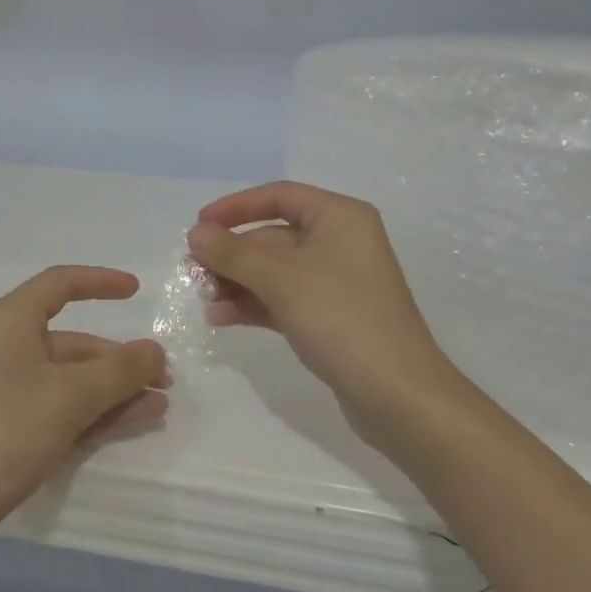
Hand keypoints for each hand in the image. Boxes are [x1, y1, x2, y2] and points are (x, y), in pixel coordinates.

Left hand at [0, 266, 168, 553]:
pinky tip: (129, 424)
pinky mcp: (0, 430)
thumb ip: (120, 370)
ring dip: (112, 390)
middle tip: (163, 380)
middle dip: (118, 359)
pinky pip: (54, 408)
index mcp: (8, 321)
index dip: (100, 282)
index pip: (60, 285)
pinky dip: (91, 413)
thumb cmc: (3, 433)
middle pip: (70, 341)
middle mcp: (1, 348)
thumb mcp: (70, 396)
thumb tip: (155, 351)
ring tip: (157, 406)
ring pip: (67, 380)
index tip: (137, 291)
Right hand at [188, 182, 454, 443]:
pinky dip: (254, 304)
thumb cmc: (341, 318)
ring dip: (237, 281)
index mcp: (339, 217)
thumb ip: (233, 254)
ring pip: (274, 271)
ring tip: (204, 298)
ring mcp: (336, 281)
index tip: (199, 225)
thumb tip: (196, 233)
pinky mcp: (330, 316)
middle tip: (193, 272)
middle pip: (273, 236)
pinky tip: (221, 318)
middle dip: (232, 254)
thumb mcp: (281, 280)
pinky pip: (283, 299)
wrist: (397, 394)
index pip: (279, 196)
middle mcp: (340, 242)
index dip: (235, 207)